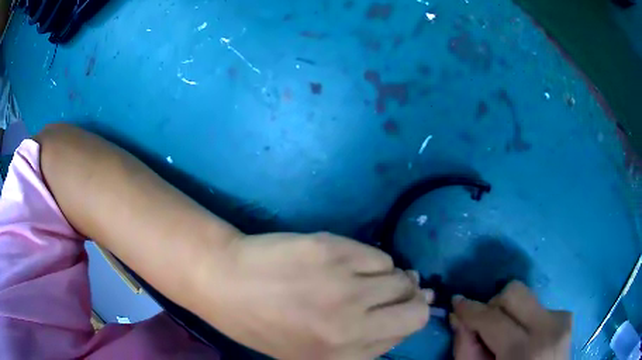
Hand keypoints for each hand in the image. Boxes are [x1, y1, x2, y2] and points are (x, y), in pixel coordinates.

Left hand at [197, 232, 430, 359]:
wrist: (225, 282)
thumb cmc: (264, 324)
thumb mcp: (310, 352)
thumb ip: (362, 343)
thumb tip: (403, 314)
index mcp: (343, 355)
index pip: (407, 331)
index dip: (406, 319)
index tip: (400, 310)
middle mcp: (351, 325)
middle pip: (417, 307)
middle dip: (411, 299)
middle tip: (394, 293)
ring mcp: (345, 286)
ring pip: (401, 277)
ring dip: (390, 278)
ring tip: (364, 278)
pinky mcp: (334, 250)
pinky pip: (378, 256)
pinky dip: (370, 261)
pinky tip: (348, 263)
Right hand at [451, 281, 570, 359]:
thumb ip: (467, 350)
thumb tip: (458, 318)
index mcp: (525, 350)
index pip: (493, 318)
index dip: (470, 308)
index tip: (456, 302)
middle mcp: (549, 327)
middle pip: (515, 292)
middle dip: (494, 304)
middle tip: (486, 324)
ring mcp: (562, 320)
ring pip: (528, 297)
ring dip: (511, 313)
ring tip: (508, 336)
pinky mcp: (567, 317)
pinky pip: (540, 307)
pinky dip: (526, 319)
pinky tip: (526, 338)